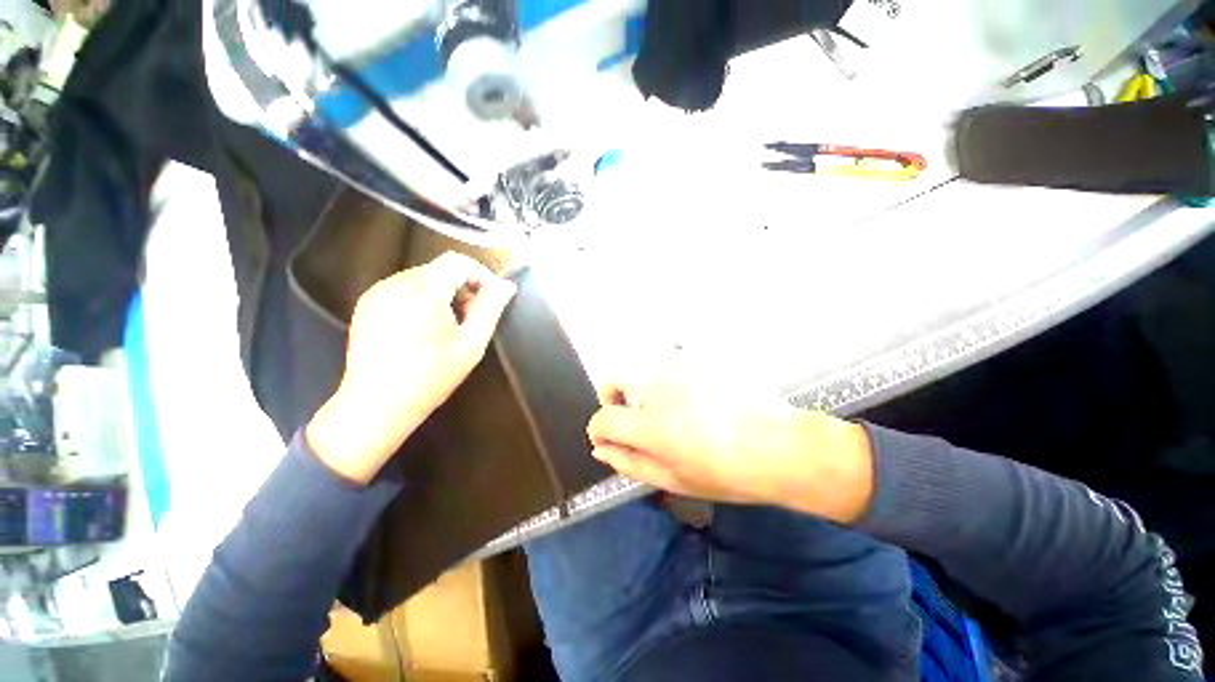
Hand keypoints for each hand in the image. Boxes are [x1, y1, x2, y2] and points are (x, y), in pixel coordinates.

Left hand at [307, 252, 516, 483]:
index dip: (480, 274)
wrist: (375, 407)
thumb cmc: (431, 378)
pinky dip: (421, 299)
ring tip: (448, 326)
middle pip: (439, 269)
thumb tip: (507, 285)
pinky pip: (402, 288)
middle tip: (470, 318)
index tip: (490, 298)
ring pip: (422, 278)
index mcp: (423, 294)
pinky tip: (422, 328)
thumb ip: (490, 309)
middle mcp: (395, 285)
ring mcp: (376, 293)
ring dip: (443, 293)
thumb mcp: (471, 345)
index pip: (457, 261)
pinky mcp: (366, 304)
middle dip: (462, 287)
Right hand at [586, 366, 876, 523]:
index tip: (608, 438)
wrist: (779, 446)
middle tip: (627, 413)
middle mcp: (660, 389)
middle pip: (614, 377)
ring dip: (639, 380)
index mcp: (652, 425)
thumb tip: (601, 449)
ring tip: (657, 399)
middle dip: (611, 395)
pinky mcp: (700, 358)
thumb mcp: (674, 479)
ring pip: (641, 361)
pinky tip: (683, 388)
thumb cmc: (727, 473)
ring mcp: (681, 368)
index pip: (604, 418)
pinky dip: (665, 370)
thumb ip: (630, 463)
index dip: (599, 430)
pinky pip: (669, 355)